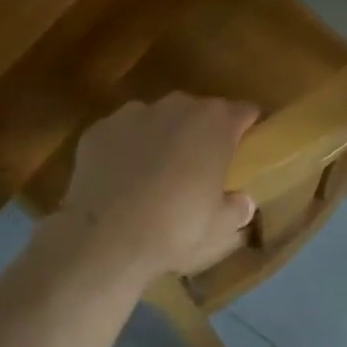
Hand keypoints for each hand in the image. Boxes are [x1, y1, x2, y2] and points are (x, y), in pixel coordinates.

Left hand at [51, 94, 258, 280]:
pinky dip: (126, 148)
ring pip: (158, 118)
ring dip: (162, 136)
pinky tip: (121, 179)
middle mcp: (177, 106)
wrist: (105, 239)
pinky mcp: (100, 129)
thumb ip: (237, 207)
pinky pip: (122, 134)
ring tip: (156, 172)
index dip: (247, 127)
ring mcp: (134, 113)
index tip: (245, 145)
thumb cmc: (176, 228)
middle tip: (200, 165)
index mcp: (215, 123)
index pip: (243, 111)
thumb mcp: (220, 227)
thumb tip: (243, 201)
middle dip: (202, 132)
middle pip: (199, 111)